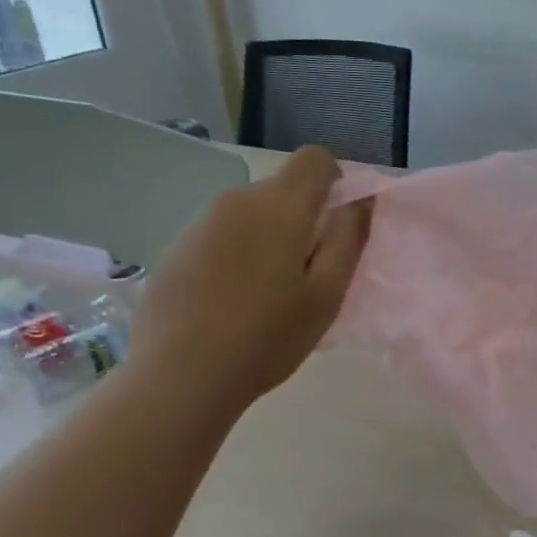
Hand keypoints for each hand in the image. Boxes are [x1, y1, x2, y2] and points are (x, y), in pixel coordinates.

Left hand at [129, 146, 370, 413]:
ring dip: (267, 238)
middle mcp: (236, 200)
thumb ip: (349, 239)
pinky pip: (220, 235)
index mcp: (278, 207)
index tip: (335, 226)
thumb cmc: (267, 338)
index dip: (334, 183)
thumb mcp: (326, 295)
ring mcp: (199, 222)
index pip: (314, 159)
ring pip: (249, 213)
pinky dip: (235, 254)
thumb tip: (361, 199)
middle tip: (304, 276)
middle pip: (281, 189)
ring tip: (264, 295)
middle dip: (301, 218)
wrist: (179, 377)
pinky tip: (227, 302)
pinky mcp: (176, 247)